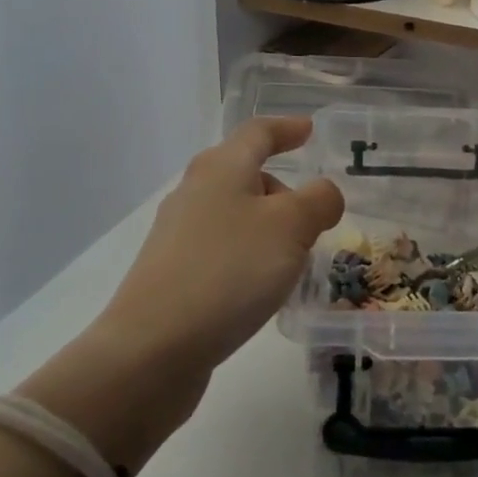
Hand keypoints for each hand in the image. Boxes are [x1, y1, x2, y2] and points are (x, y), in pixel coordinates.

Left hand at [19, 117, 342, 467]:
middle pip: (245, 174)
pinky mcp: (172, 273)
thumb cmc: (229, 271)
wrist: (153, 348)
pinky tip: (263, 287)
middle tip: (314, 215)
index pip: (258, 132)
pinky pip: (223, 248)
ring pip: (235, 214)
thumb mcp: (291, 227)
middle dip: (282, 189)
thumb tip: (324, 194)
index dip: (287, 128)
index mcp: (221, 168)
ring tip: (295, 258)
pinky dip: (250, 255)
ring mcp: (178, 234)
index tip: (310, 130)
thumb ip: (318, 200)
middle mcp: (195, 192)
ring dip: (269, 227)